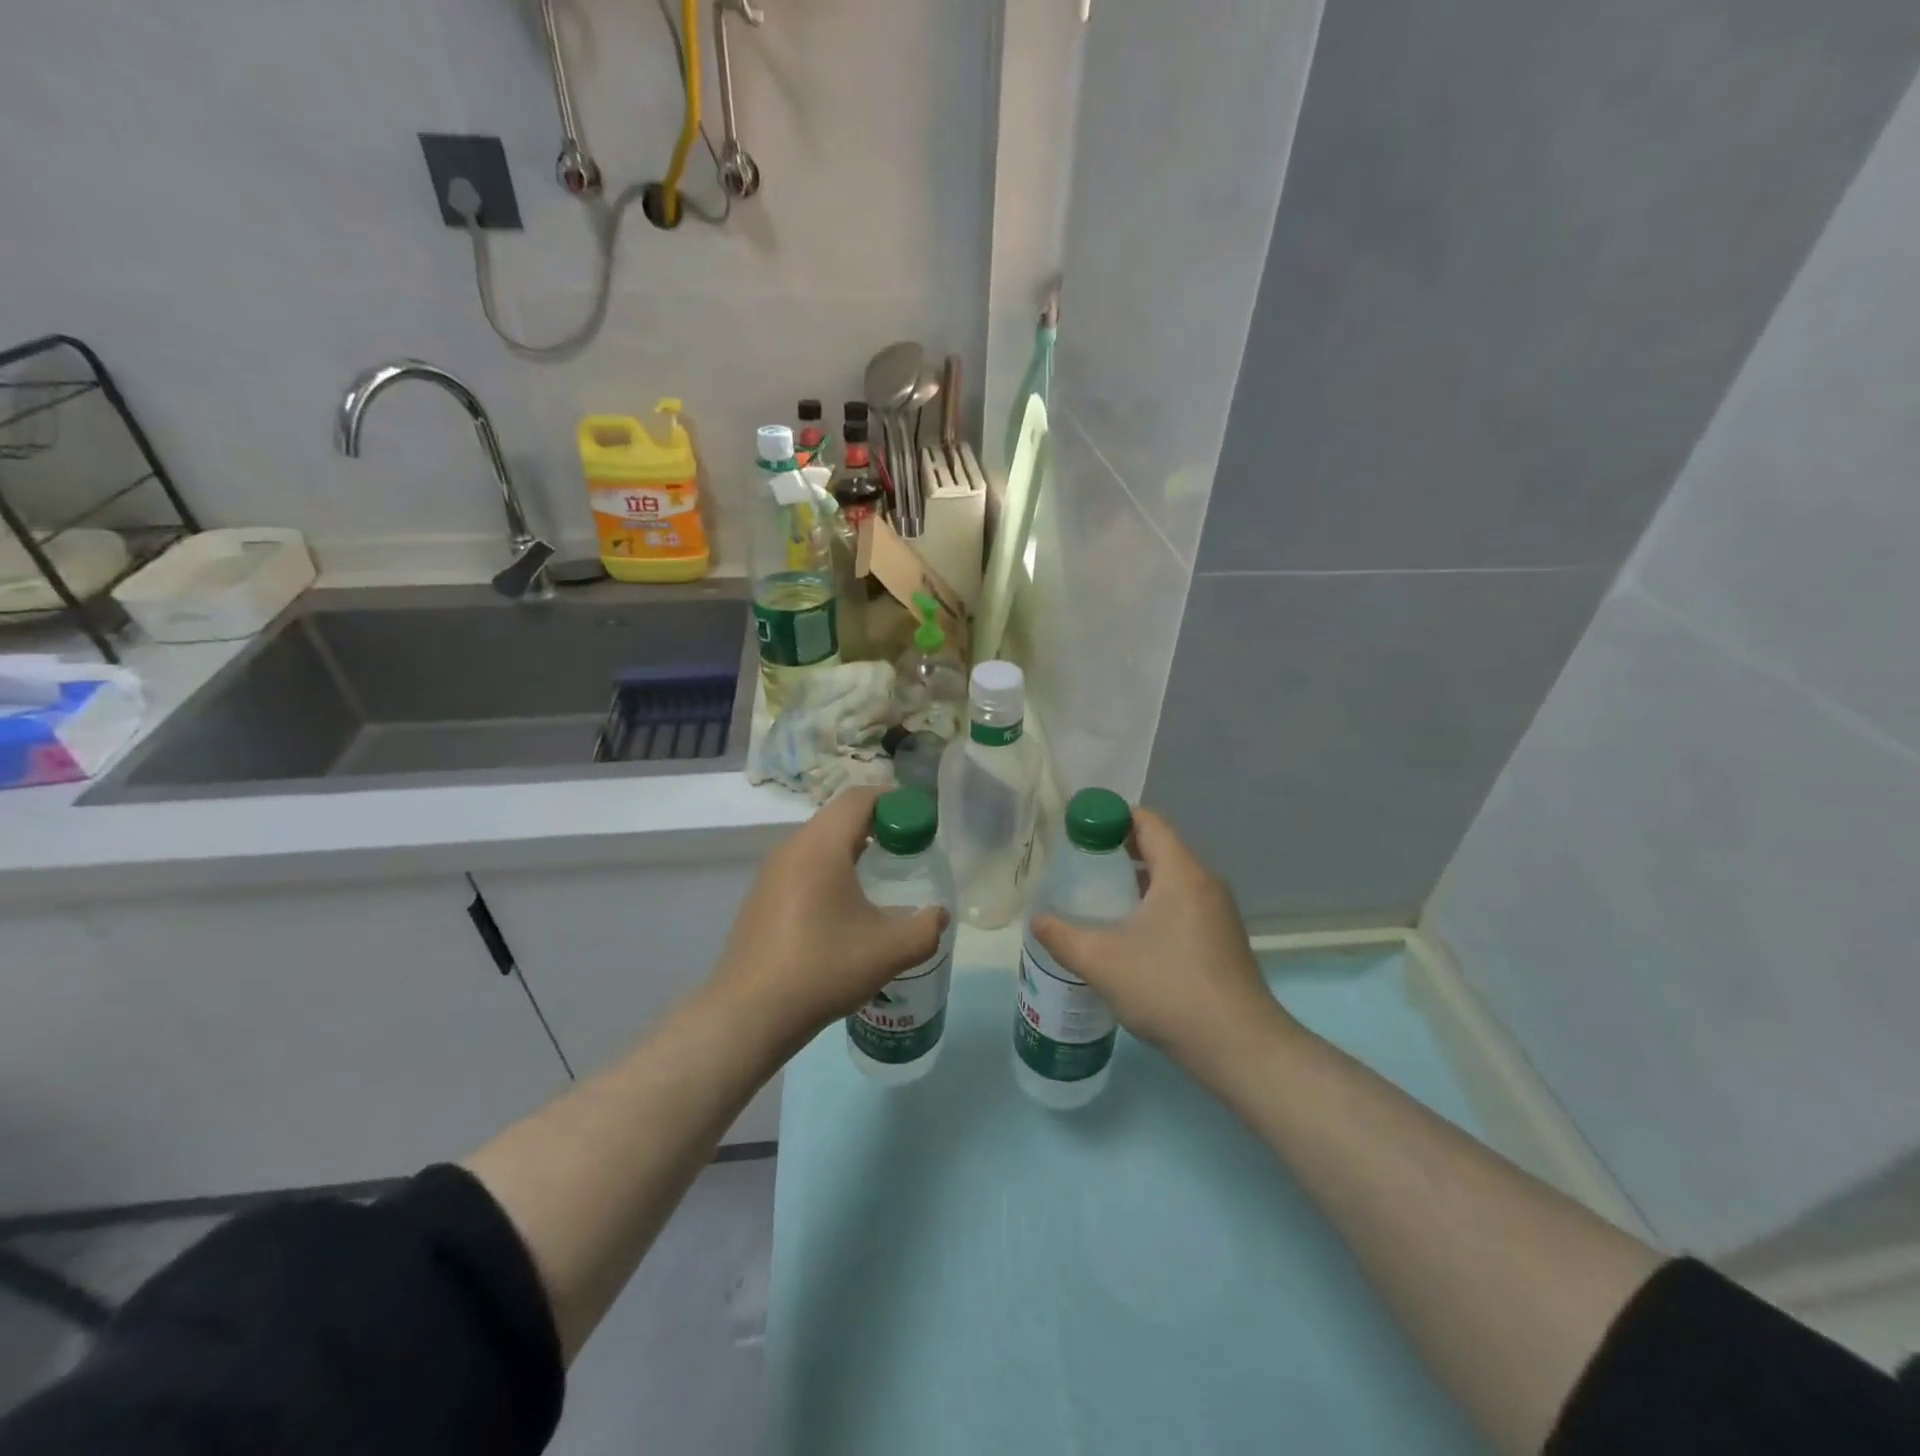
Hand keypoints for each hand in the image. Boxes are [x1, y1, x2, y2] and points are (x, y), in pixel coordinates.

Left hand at [708, 787, 947, 1052]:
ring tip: (878, 881)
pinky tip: (842, 910)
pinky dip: (829, 870)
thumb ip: (926, 928)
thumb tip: (938, 915)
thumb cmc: (823, 968)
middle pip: (839, 817)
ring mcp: (770, 873)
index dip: (894, 800)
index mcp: (821, 847)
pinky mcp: (760, 898)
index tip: (920, 822)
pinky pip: (802, 866)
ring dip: (851, 849)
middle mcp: (792, 849)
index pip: (859, 798)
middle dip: (877, 825)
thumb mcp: (889, 951)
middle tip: (906, 850)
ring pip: (818, 843)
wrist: (749, 1014)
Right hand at [1031, 808, 1299, 1073]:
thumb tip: (1037, 921)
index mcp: (1181, 872)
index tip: (1078, 831)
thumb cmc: (1168, 989)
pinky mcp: (1222, 939)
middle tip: (1079, 865)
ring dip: (1136, 880)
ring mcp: (1218, 912)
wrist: (1239, 1047)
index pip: (1147, 821)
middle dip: (1117, 850)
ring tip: (1097, 899)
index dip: (1111, 817)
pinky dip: (1154, 904)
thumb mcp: (1101, 962)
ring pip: (1171, 879)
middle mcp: (1205, 882)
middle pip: (1159, 847)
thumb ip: (1062, 937)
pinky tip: (1129, 935)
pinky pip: (1182, 904)